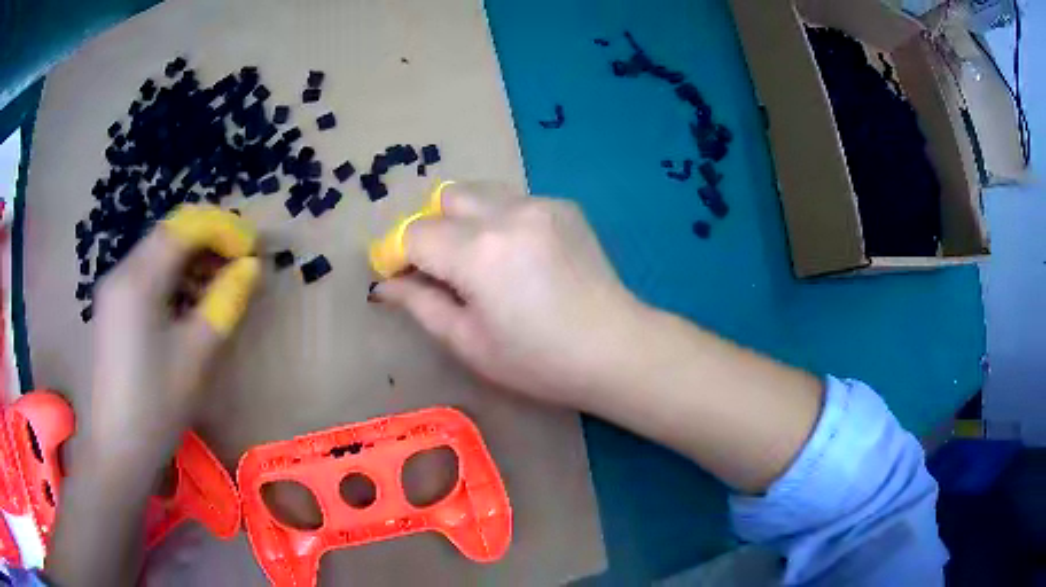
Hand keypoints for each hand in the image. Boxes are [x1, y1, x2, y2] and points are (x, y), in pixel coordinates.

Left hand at [85, 205, 259, 464]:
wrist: (116, 451)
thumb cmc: (155, 406)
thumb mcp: (195, 355)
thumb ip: (224, 303)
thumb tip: (251, 268)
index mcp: (138, 280)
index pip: (184, 228)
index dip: (222, 229)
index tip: (251, 249)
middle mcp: (121, 273)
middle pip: (168, 236)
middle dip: (207, 241)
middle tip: (239, 265)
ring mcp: (112, 291)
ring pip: (157, 255)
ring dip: (190, 261)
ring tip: (218, 286)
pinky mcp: (111, 310)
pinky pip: (145, 277)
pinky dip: (172, 279)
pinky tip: (187, 305)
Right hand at [375, 182, 645, 406]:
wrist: (616, 348)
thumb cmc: (538, 360)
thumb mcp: (468, 342)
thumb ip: (420, 304)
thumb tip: (385, 284)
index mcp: (477, 252)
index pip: (415, 233)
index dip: (397, 253)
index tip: (401, 277)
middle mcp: (507, 213)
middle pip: (445, 197)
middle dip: (433, 229)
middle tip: (444, 269)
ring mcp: (540, 204)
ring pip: (480, 192)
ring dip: (467, 220)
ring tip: (483, 261)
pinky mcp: (564, 206)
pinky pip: (515, 201)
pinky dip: (502, 221)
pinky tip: (522, 257)